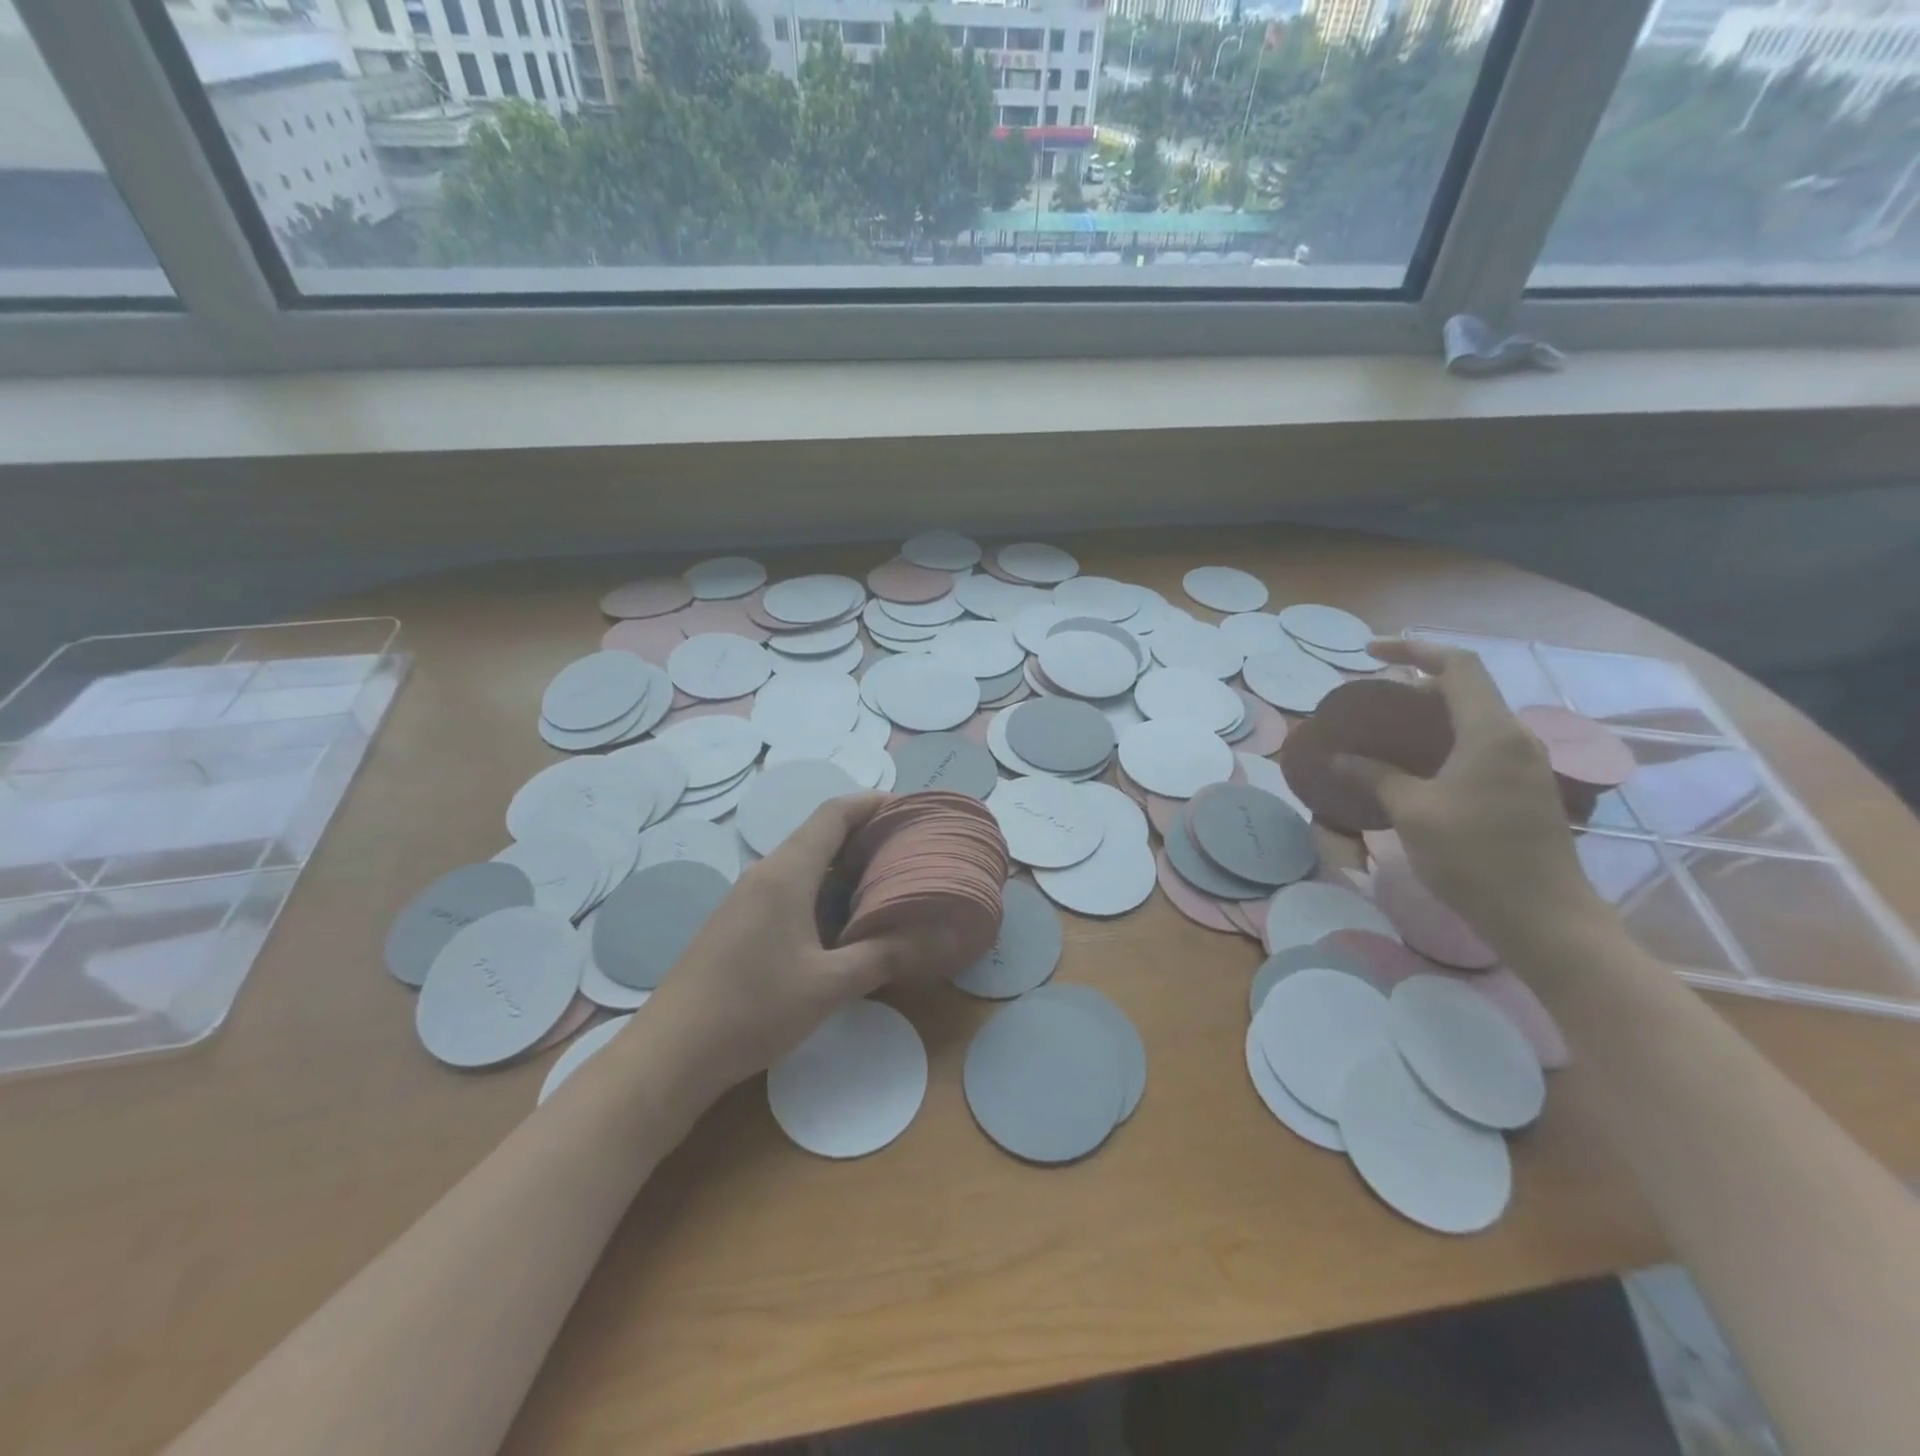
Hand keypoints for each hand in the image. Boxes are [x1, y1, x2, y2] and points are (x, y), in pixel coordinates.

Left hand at [642, 793, 951, 1100]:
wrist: (670, 1055)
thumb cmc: (752, 1010)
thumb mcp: (828, 986)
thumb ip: (884, 955)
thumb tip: (938, 936)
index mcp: (787, 872)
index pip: (835, 813)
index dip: (874, 802)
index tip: (913, 812)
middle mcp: (766, 873)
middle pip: (822, 834)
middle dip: (869, 837)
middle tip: (914, 854)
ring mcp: (748, 898)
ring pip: (807, 865)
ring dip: (848, 868)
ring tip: (892, 886)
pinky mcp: (741, 923)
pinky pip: (792, 889)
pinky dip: (827, 893)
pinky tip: (848, 923)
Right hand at [1335, 640, 1600, 949]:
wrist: (1543, 918)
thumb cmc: (1474, 857)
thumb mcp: (1413, 812)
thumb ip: (1375, 776)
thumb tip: (1339, 757)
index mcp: (1491, 732)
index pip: (1456, 666)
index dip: (1413, 649)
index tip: (1369, 653)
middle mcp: (1515, 738)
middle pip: (1467, 689)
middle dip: (1416, 683)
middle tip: (1372, 698)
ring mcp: (1524, 765)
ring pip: (1474, 719)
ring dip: (1430, 714)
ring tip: (1387, 729)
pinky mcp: (1523, 790)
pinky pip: (1480, 746)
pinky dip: (1444, 740)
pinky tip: (1416, 765)